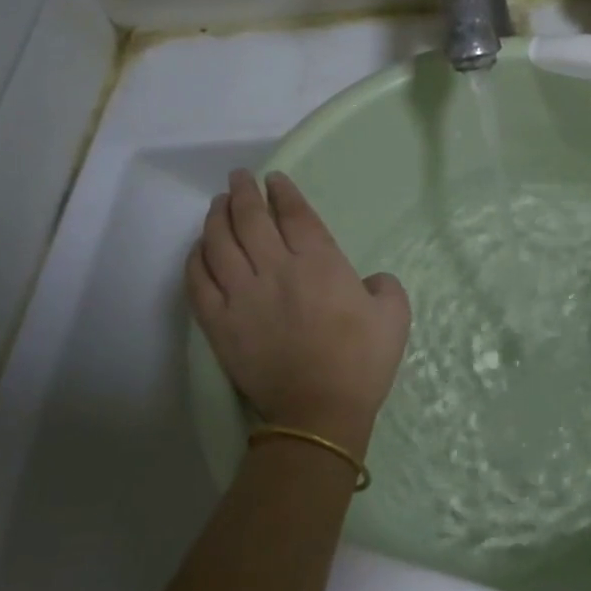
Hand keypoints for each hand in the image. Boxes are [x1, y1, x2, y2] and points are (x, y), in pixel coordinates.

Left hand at [186, 170, 410, 457]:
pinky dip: (195, 259)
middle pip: (250, 219)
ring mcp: (242, 296)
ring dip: (217, 218)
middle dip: (244, 193)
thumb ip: (384, 285)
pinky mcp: (220, 323)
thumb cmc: (362, 361)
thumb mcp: (395, 315)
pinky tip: (199, 248)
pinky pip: (198, 282)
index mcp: (320, 263)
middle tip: (240, 179)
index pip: (295, 214)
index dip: (283, 192)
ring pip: (219, 243)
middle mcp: (276, 269)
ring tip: (218, 205)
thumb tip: (367, 282)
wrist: (320, 412)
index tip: (275, 179)